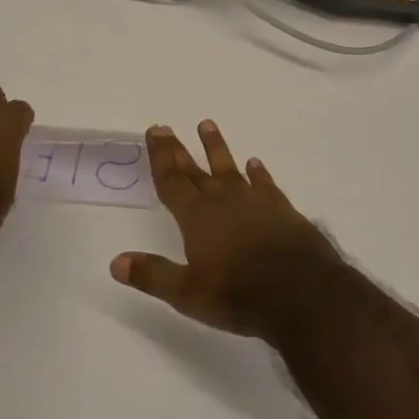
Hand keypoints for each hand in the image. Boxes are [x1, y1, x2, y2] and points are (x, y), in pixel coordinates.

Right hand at [110, 121, 347, 340]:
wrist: (302, 292)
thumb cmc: (238, 294)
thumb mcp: (188, 293)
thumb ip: (153, 275)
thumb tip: (116, 262)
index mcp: (197, 217)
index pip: (172, 181)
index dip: (160, 157)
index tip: (155, 131)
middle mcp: (223, 201)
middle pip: (195, 170)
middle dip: (179, 149)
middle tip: (166, 127)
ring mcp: (255, 202)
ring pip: (230, 168)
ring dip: (217, 148)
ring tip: (207, 125)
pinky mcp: (282, 209)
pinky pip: (265, 184)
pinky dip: (258, 173)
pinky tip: (255, 163)